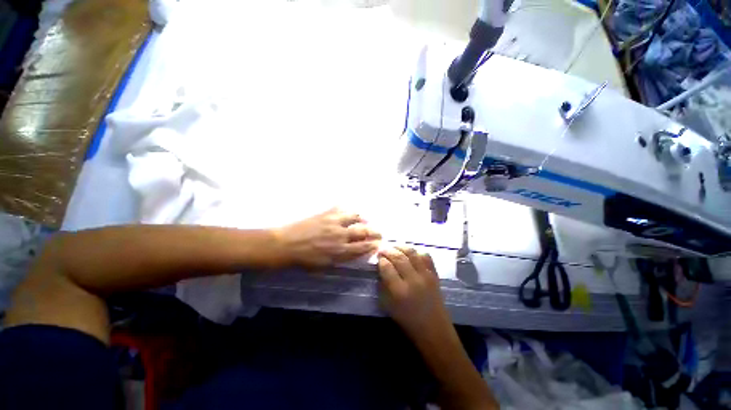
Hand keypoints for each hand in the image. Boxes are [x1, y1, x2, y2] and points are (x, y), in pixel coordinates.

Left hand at [275, 208, 380, 268]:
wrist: (285, 244)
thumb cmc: (304, 259)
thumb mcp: (324, 266)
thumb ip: (342, 259)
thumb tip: (354, 253)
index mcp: (340, 250)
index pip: (363, 246)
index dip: (374, 244)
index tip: (379, 243)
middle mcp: (340, 235)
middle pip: (364, 230)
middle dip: (375, 231)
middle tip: (378, 232)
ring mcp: (334, 222)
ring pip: (355, 216)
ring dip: (363, 218)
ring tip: (365, 220)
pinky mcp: (326, 213)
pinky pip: (340, 207)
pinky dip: (347, 209)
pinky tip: (348, 211)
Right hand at [377, 247, 452, 339]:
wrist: (434, 329)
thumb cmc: (407, 320)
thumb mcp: (388, 306)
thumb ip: (383, 285)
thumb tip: (381, 267)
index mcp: (399, 291)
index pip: (387, 267)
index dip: (381, 260)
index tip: (378, 257)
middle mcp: (413, 280)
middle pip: (398, 257)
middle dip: (388, 250)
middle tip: (383, 249)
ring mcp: (425, 275)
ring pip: (412, 253)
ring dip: (401, 247)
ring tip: (395, 248)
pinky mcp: (435, 274)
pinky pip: (426, 256)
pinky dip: (417, 251)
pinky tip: (410, 253)